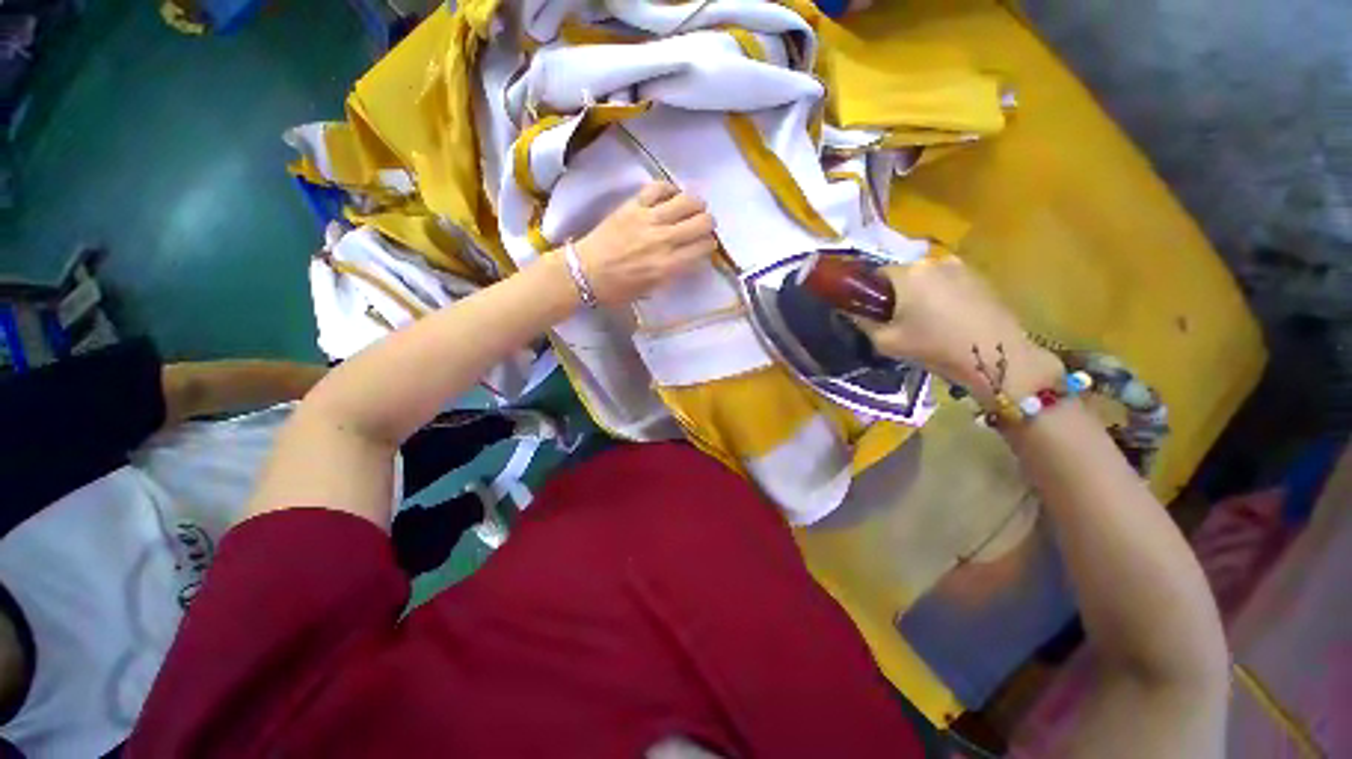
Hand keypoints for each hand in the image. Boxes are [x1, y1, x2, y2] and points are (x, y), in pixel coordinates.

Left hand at [572, 182, 718, 305]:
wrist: (585, 272)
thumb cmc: (618, 288)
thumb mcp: (652, 289)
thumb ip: (674, 272)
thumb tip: (689, 257)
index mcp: (669, 266)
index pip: (704, 247)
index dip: (709, 245)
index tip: (705, 245)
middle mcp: (664, 240)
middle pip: (702, 222)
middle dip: (708, 225)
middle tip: (702, 227)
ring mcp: (648, 219)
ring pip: (687, 200)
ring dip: (696, 205)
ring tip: (692, 209)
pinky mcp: (633, 205)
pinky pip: (659, 187)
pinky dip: (670, 189)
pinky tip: (671, 196)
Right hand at [855, 258, 1062, 402]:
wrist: (995, 355)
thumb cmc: (934, 346)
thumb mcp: (887, 342)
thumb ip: (864, 324)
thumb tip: (853, 313)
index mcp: (908, 273)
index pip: (876, 274)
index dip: (870, 293)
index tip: (872, 312)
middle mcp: (933, 261)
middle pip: (903, 274)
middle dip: (896, 293)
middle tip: (897, 320)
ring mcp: (960, 266)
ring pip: (927, 278)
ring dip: (920, 294)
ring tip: (925, 321)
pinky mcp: (980, 277)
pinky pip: (948, 282)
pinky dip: (942, 296)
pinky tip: (947, 319)